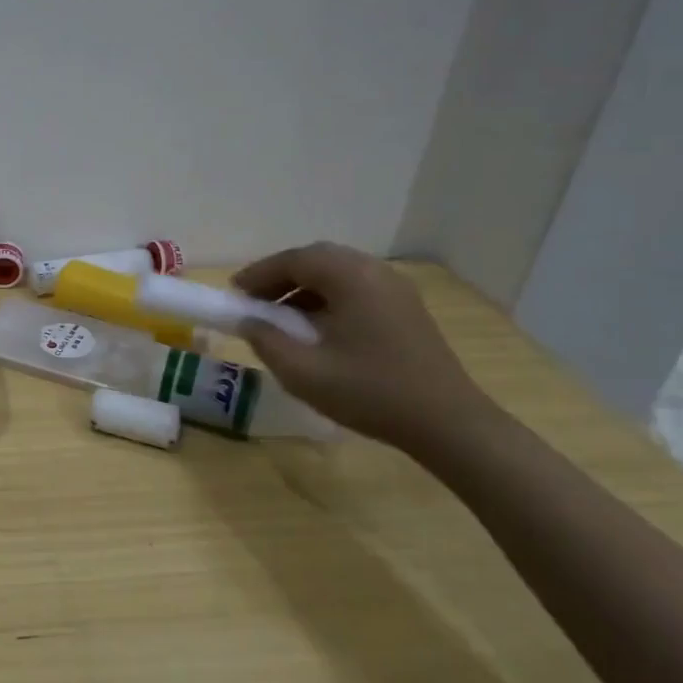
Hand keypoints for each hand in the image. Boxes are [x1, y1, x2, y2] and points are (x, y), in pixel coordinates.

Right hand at [233, 242, 499, 452]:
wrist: (448, 424)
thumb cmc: (370, 393)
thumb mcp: (303, 371)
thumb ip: (266, 340)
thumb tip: (248, 320)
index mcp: (351, 278)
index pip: (294, 260)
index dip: (259, 273)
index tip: (234, 292)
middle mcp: (375, 272)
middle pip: (317, 259)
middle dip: (280, 276)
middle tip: (254, 300)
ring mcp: (395, 289)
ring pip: (338, 272)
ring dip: (304, 286)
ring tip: (280, 315)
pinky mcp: (406, 308)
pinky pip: (356, 287)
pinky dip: (328, 297)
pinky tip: (315, 326)